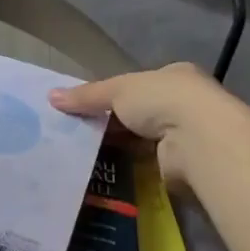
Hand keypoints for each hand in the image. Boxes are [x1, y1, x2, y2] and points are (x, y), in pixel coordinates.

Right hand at [49, 63, 222, 191]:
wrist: (199, 140)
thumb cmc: (162, 100)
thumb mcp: (117, 89)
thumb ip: (86, 95)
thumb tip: (50, 96)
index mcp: (175, 77)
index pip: (140, 85)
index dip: (113, 95)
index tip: (87, 108)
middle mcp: (185, 104)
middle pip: (140, 114)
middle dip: (113, 124)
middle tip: (78, 134)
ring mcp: (186, 136)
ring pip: (143, 141)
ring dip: (120, 149)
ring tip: (83, 156)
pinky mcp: (183, 166)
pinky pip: (147, 166)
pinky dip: (128, 169)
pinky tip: (104, 173)